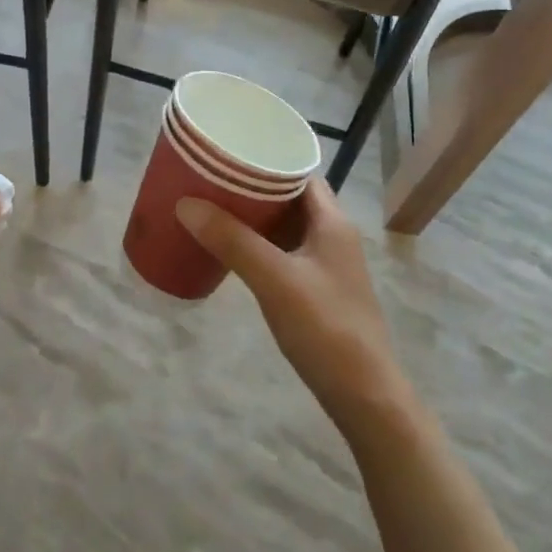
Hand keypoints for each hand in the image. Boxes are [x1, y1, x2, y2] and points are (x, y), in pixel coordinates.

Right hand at [177, 182, 410, 436]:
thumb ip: (232, 240)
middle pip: (291, 197)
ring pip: (288, 226)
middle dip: (254, 188)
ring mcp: (328, 265)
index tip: (229, 154)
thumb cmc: (326, 329)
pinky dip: (261, 245)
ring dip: (256, 218)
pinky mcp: (319, 290)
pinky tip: (234, 252)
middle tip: (213, 181)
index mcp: (332, 221)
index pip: (300, 172)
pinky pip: (285, 252)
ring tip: (215, 209)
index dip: (268, 159)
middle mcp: (333, 235)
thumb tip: (185, 203)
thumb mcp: (274, 280)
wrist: (365, 397)